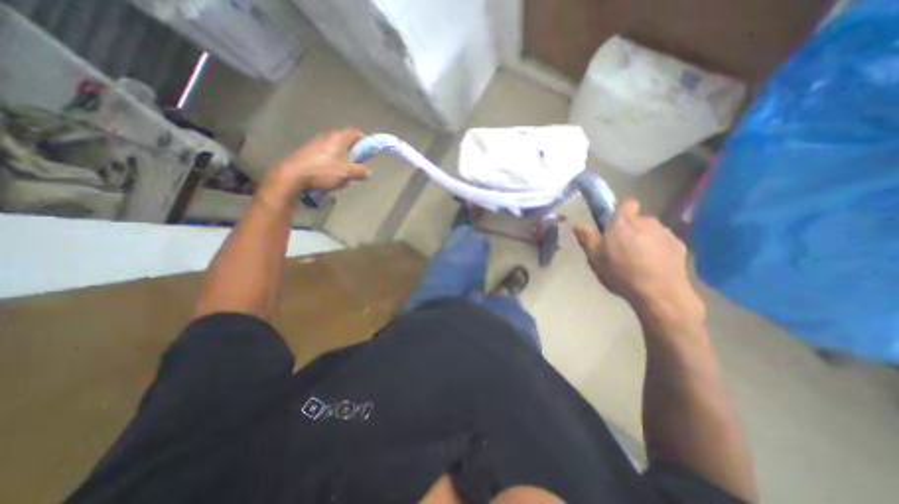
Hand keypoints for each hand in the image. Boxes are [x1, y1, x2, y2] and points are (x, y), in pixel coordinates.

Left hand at [263, 126, 370, 199]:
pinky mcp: (308, 152)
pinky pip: (326, 156)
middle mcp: (327, 137)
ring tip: (342, 175)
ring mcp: (316, 143)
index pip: (355, 132)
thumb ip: (360, 172)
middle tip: (357, 166)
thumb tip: (368, 172)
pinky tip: (329, 177)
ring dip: (342, 160)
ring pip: (335, 150)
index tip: (369, 150)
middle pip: (345, 141)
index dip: (364, 139)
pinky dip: (331, 164)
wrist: (293, 175)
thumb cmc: (323, 171)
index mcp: (338, 138)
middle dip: (353, 154)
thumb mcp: (347, 173)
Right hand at [572, 199, 704, 328]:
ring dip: (644, 237)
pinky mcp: (679, 245)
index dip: (620, 211)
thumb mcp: (595, 258)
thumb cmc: (621, 273)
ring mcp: (665, 233)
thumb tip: (576, 224)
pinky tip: (653, 264)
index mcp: (623, 223)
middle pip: (637, 218)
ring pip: (651, 229)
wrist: (659, 293)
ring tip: (638, 257)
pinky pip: (663, 241)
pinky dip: (658, 248)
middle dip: (630, 227)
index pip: (626, 203)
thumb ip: (587, 238)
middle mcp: (646, 222)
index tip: (613, 224)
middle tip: (621, 246)